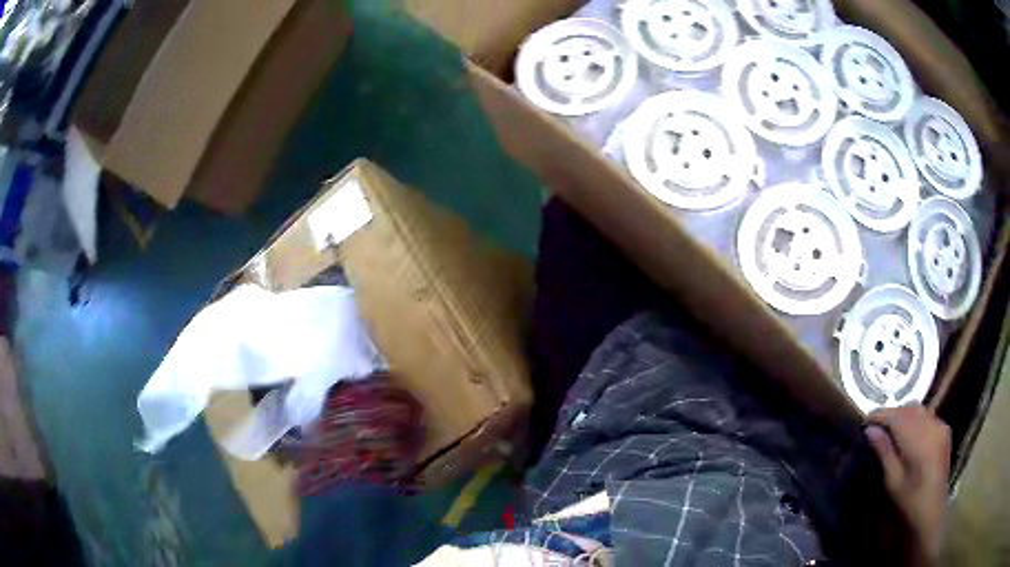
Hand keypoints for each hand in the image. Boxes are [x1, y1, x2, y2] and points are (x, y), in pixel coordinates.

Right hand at [865, 404, 950, 564]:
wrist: (932, 510)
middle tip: (876, 425)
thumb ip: (885, 452)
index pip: (898, 417)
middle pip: (910, 409)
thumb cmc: (910, 501)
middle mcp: (932, 426)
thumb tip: (870, 430)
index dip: (881, 415)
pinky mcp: (944, 429)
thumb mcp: (893, 481)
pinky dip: (915, 419)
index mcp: (919, 440)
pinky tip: (908, 433)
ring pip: (919, 410)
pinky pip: (927, 416)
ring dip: (904, 414)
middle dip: (892, 413)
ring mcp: (940, 426)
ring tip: (890, 428)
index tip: (866, 420)